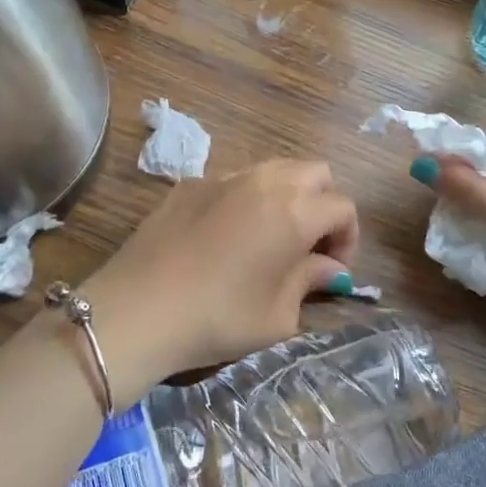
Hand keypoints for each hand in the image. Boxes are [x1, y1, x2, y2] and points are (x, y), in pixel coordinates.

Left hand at [81, 161, 358, 405]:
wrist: (137, 310)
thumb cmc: (218, 318)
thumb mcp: (277, 316)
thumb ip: (311, 281)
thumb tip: (331, 268)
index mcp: (294, 211)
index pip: (343, 206)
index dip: (348, 238)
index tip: (332, 270)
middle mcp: (264, 182)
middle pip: (314, 172)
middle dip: (322, 204)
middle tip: (308, 245)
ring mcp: (223, 177)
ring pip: (274, 168)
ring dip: (286, 195)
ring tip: (270, 237)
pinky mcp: (189, 184)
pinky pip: (234, 180)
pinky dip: (246, 199)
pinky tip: (225, 236)